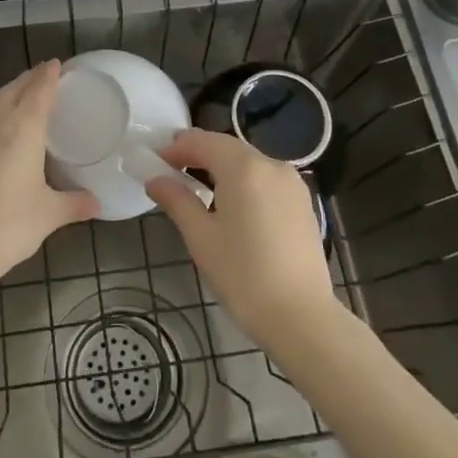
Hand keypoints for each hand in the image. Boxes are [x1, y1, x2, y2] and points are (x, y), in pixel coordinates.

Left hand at [0, 61, 97, 295]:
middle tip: (46, 74)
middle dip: (32, 79)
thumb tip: (99, 203)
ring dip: (8, 87)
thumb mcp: (48, 216)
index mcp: (24, 130)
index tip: (59, 64)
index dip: (50, 76)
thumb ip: (75, 204)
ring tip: (20, 84)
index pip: (41, 91)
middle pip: (16, 89)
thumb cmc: (7, 229)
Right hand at [144, 129, 335, 351]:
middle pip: (228, 147)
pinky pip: (266, 177)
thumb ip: (177, 200)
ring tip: (198, 186)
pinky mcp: (302, 201)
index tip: (156, 163)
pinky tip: (232, 203)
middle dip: (199, 153)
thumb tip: (155, 179)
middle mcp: (272, 164)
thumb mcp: (201, 237)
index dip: (177, 148)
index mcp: (244, 168)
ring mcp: (292, 182)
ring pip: (249, 161)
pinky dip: (244, 180)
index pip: (203, 141)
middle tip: (172, 171)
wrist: (301, 316)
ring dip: (222, 165)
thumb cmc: (243, 276)